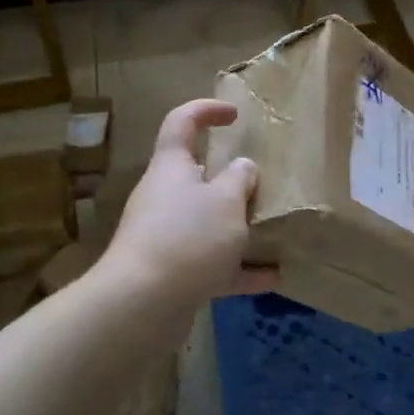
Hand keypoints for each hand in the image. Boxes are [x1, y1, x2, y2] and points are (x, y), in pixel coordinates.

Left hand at [102, 99, 276, 318]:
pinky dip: (239, 268)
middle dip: (230, 180)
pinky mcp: (172, 272)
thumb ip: (240, 179)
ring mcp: (166, 236)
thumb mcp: (226, 201)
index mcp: (172, 167)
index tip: (235, 115)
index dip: (207, 110)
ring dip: (237, 226)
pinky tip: (272, 277)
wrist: (142, 304)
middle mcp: (164, 196)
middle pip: (197, 176)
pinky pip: (211, 263)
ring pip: (206, 222)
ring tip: (272, 230)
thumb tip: (243, 168)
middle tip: (262, 185)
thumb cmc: (188, 237)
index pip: (182, 122)